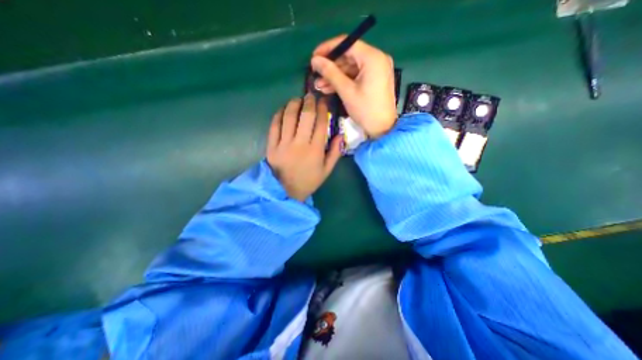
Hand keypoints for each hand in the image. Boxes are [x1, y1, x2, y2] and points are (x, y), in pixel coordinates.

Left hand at [268, 94, 346, 200]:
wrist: (286, 191)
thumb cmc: (308, 181)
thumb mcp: (326, 170)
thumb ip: (335, 153)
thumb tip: (340, 135)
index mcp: (316, 150)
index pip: (321, 123)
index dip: (323, 109)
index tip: (323, 102)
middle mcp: (300, 143)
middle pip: (305, 115)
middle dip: (309, 101)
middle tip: (310, 96)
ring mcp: (284, 144)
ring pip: (289, 117)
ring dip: (294, 104)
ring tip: (297, 100)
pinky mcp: (271, 146)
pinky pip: (274, 125)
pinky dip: (279, 114)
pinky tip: (283, 110)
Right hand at [310, 35, 396, 137]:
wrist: (382, 129)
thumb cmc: (365, 110)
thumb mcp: (346, 91)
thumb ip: (330, 73)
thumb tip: (314, 60)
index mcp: (373, 57)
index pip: (347, 43)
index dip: (328, 48)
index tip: (314, 57)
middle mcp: (376, 59)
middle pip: (349, 56)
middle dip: (330, 67)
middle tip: (315, 75)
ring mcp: (376, 70)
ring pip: (351, 68)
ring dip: (334, 76)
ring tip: (319, 86)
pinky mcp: (374, 80)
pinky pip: (356, 76)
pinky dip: (343, 82)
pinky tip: (330, 89)